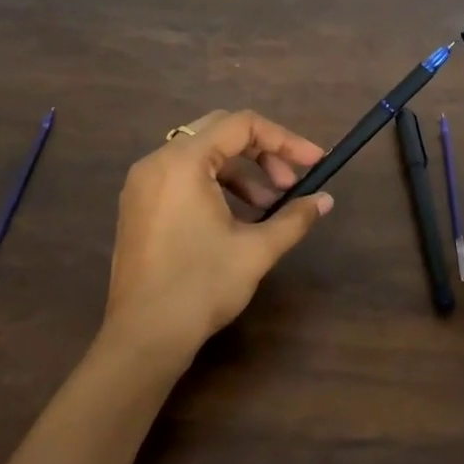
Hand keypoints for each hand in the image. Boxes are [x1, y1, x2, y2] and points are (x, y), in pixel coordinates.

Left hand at [104, 109, 332, 362]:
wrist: (144, 338)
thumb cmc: (201, 286)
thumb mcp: (256, 249)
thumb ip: (294, 217)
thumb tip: (325, 200)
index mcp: (183, 161)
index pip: (242, 125)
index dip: (285, 139)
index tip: (315, 162)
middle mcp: (157, 162)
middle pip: (220, 132)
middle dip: (263, 153)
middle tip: (291, 183)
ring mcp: (142, 184)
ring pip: (202, 156)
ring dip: (241, 172)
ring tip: (269, 207)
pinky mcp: (138, 206)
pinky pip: (183, 177)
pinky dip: (216, 186)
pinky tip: (238, 218)